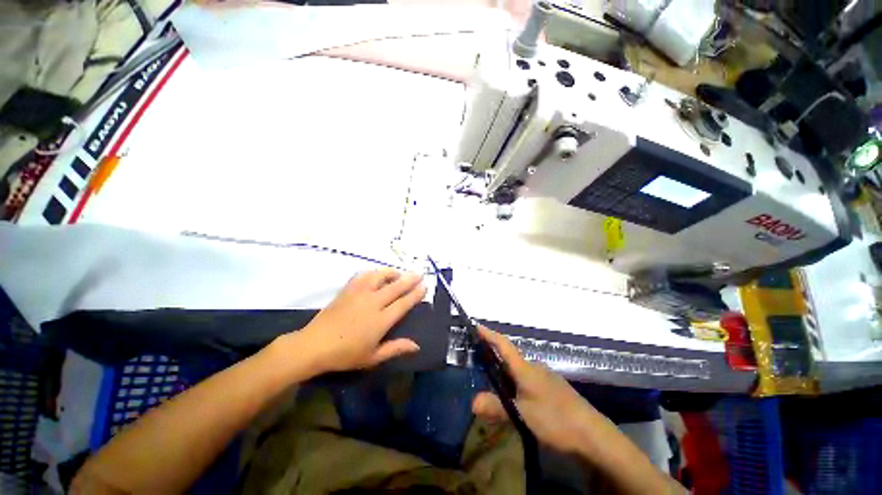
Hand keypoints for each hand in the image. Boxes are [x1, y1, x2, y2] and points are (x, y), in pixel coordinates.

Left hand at [291, 269, 426, 373]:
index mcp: (381, 320)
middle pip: (395, 287)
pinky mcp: (347, 290)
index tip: (424, 286)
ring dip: (392, 273)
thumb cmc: (345, 354)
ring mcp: (359, 294)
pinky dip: (373, 273)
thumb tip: (416, 345)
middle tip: (419, 274)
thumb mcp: (373, 357)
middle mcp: (372, 303)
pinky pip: (363, 275)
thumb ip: (396, 348)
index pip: (403, 303)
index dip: (415, 294)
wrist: (314, 345)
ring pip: (380, 276)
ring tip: (399, 273)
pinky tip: (376, 275)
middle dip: (410, 279)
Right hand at [471, 326, 608, 454]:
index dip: (489, 334)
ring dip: (505, 374)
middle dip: (494, 358)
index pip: (504, 345)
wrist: (593, 434)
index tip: (477, 326)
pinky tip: (515, 398)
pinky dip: (516, 383)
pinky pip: (527, 379)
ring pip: (518, 370)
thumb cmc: (556, 419)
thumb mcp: (523, 415)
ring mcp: (545, 377)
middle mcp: (535, 367)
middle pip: (510, 357)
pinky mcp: (552, 388)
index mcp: (526, 369)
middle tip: (478, 365)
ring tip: (493, 385)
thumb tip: (472, 402)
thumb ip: (497, 407)